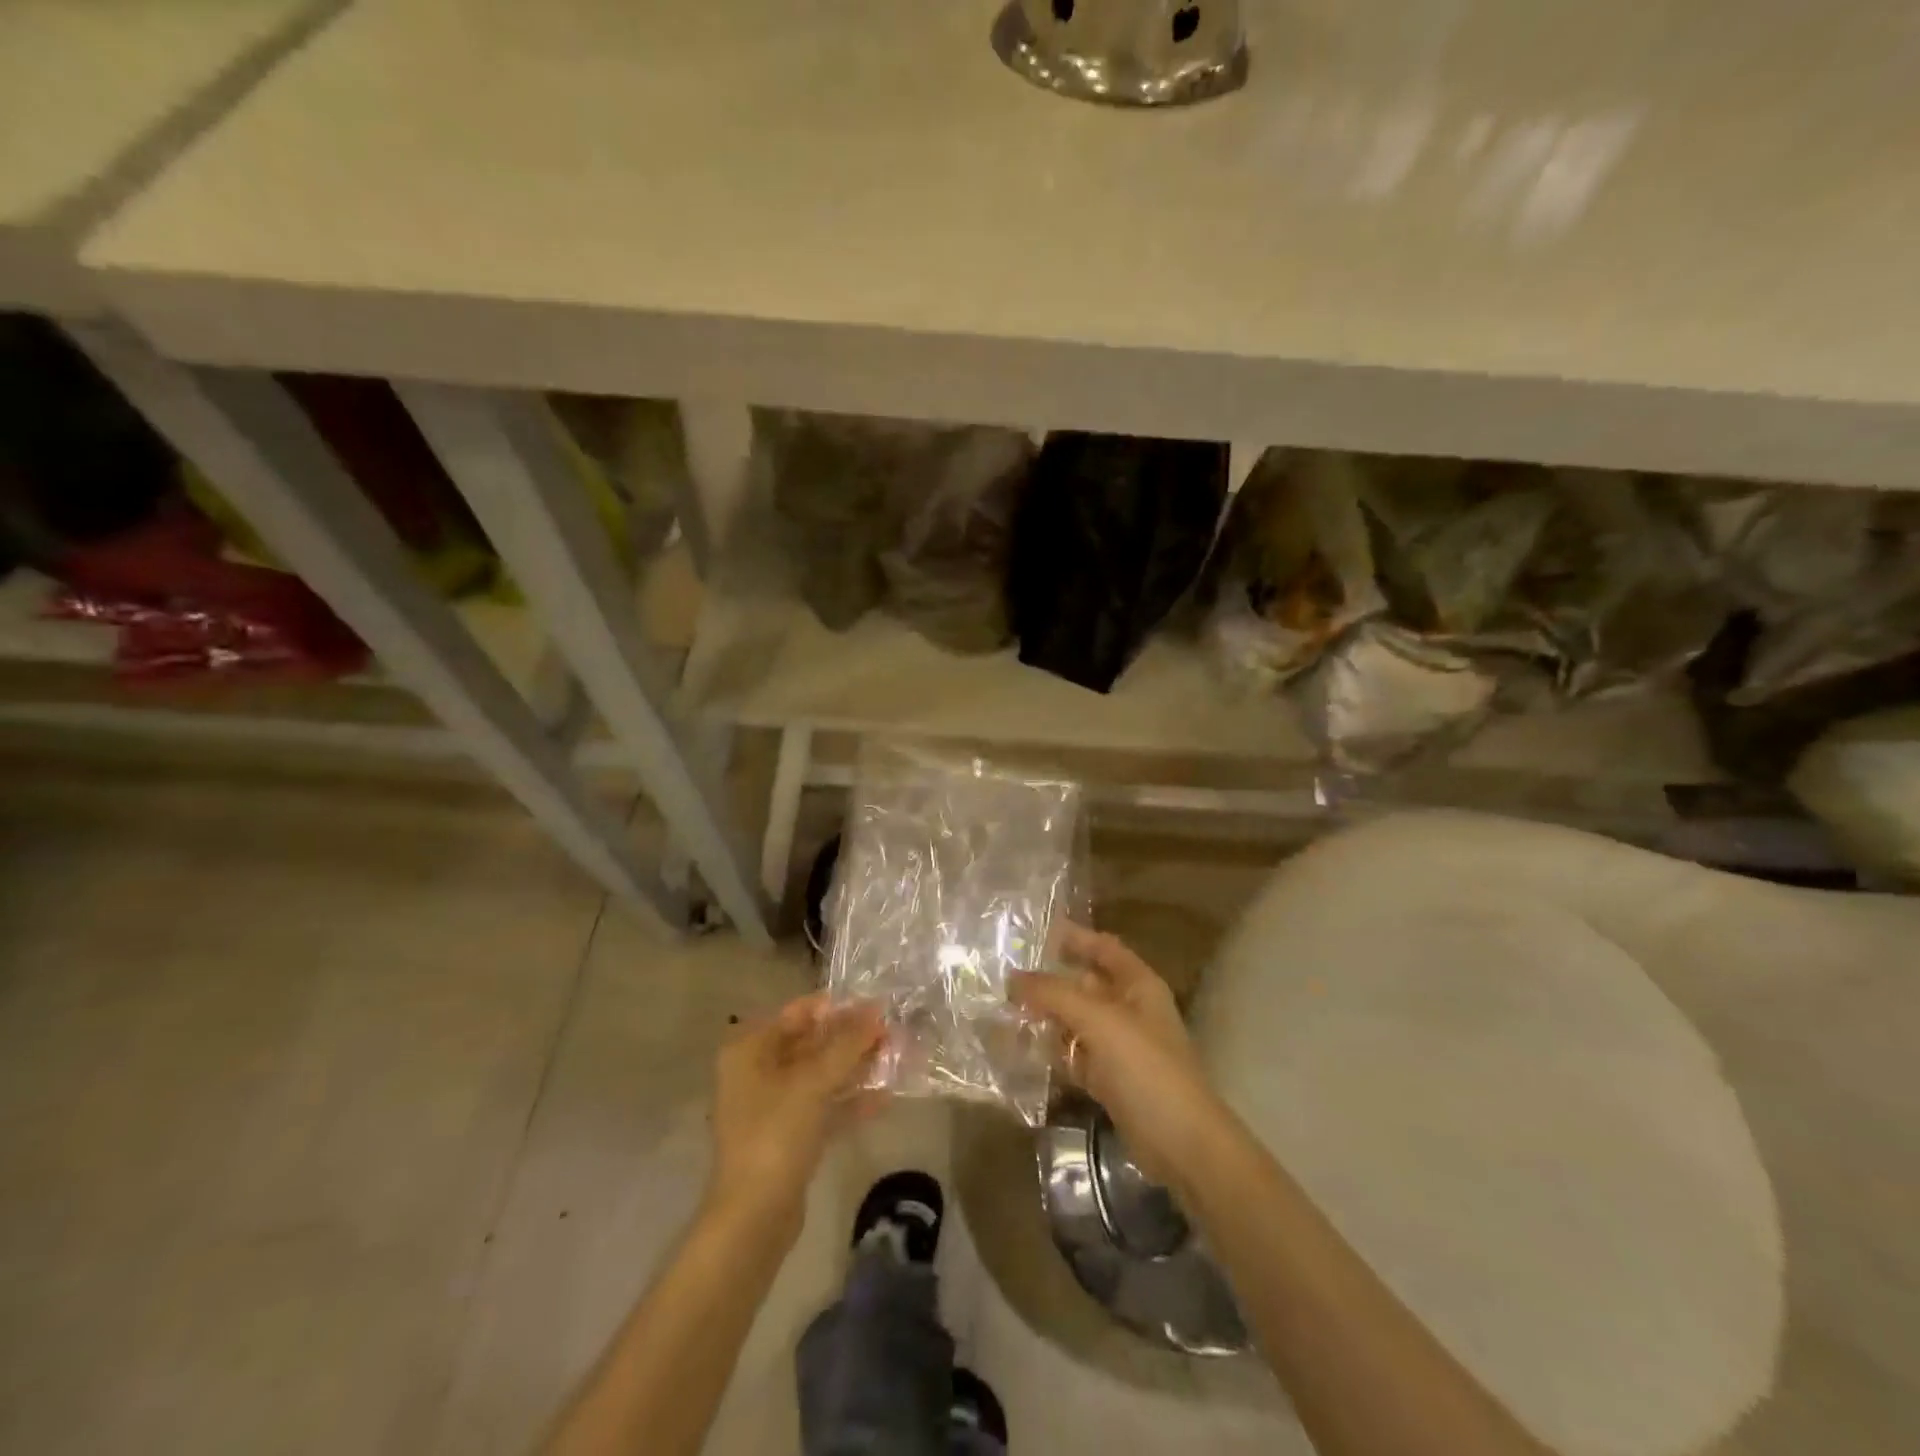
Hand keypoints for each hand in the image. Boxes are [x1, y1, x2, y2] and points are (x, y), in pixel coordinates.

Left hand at [705, 994, 884, 1239]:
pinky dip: (850, 1101)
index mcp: (750, 1050)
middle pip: (810, 1043)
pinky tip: (885, 1097)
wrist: (754, 1218)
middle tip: (891, 1030)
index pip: (797, 1013)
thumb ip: (847, 1044)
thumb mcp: (813, 1082)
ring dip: (854, 1067)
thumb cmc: (775, 1135)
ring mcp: (773, 1107)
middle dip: (849, 1037)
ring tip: (894, 1056)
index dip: (836, 1007)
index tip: (875, 1004)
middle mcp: (757, 1072)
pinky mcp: (789, 1137)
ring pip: (820, 1076)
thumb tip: (876, 1010)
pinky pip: (823, 1107)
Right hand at [1012, 925, 1227, 1189]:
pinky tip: (1020, 1049)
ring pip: (1075, 1022)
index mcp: (1138, 985)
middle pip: (1084, 985)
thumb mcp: (1099, 1022)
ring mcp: (1119, 1047)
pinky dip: (1052, 1052)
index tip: (1035, 931)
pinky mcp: (1108, 1080)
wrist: (1182, 1144)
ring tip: (1002, 1011)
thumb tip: (1012, 978)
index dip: (1074, 937)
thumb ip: (1054, 995)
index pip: (1104, 947)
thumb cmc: (1146, 1069)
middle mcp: (1129, 1010)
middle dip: (1049, 981)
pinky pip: (1074, 1055)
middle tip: (1003, 976)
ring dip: (1045, 1017)